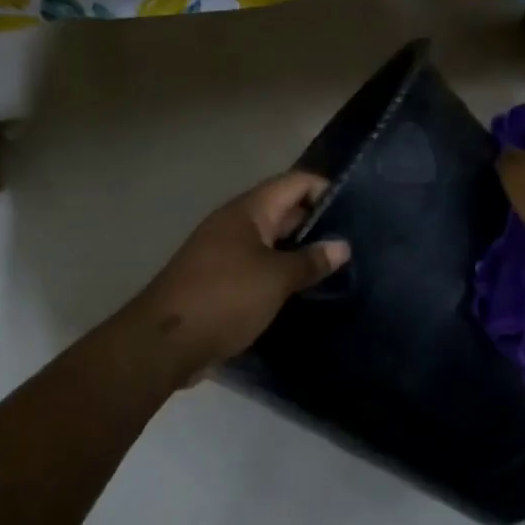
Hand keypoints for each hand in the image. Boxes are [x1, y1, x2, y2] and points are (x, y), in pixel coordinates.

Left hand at [129, 171, 349, 378]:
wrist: (165, 342)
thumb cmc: (224, 298)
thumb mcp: (275, 279)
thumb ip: (310, 261)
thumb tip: (343, 246)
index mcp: (247, 211)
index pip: (294, 183)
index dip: (325, 189)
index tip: (358, 211)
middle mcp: (236, 224)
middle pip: (284, 210)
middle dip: (318, 223)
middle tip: (357, 242)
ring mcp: (226, 252)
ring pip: (272, 241)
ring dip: (301, 251)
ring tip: (340, 266)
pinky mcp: (221, 280)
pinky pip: (260, 266)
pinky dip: (282, 273)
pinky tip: (306, 289)